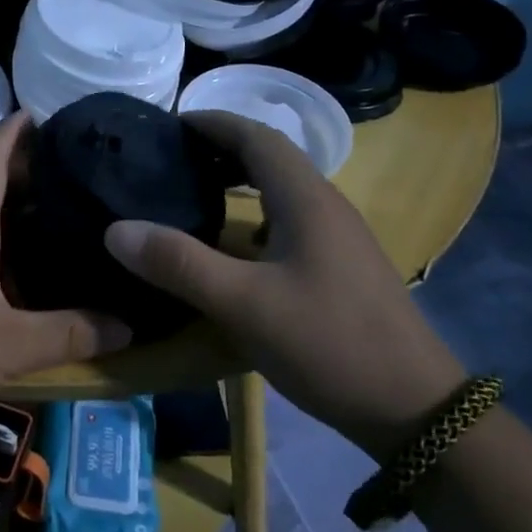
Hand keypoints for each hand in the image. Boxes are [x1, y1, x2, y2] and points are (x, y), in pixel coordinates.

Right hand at [103, 110, 465, 458]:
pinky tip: (233, 247)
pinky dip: (254, 215)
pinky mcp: (341, 267)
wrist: (415, 409)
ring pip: (282, 189)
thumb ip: (179, 264)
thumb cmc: (328, 344)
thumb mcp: (243, 304)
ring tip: (193, 193)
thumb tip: (116, 229)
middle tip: (171, 159)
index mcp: (306, 199)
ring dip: (239, 180)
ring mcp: (339, 238)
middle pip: (271, 156)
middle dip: (222, 148)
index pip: (256, 136)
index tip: (169, 124)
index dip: (213, 122)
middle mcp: (326, 206)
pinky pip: (290, 220)